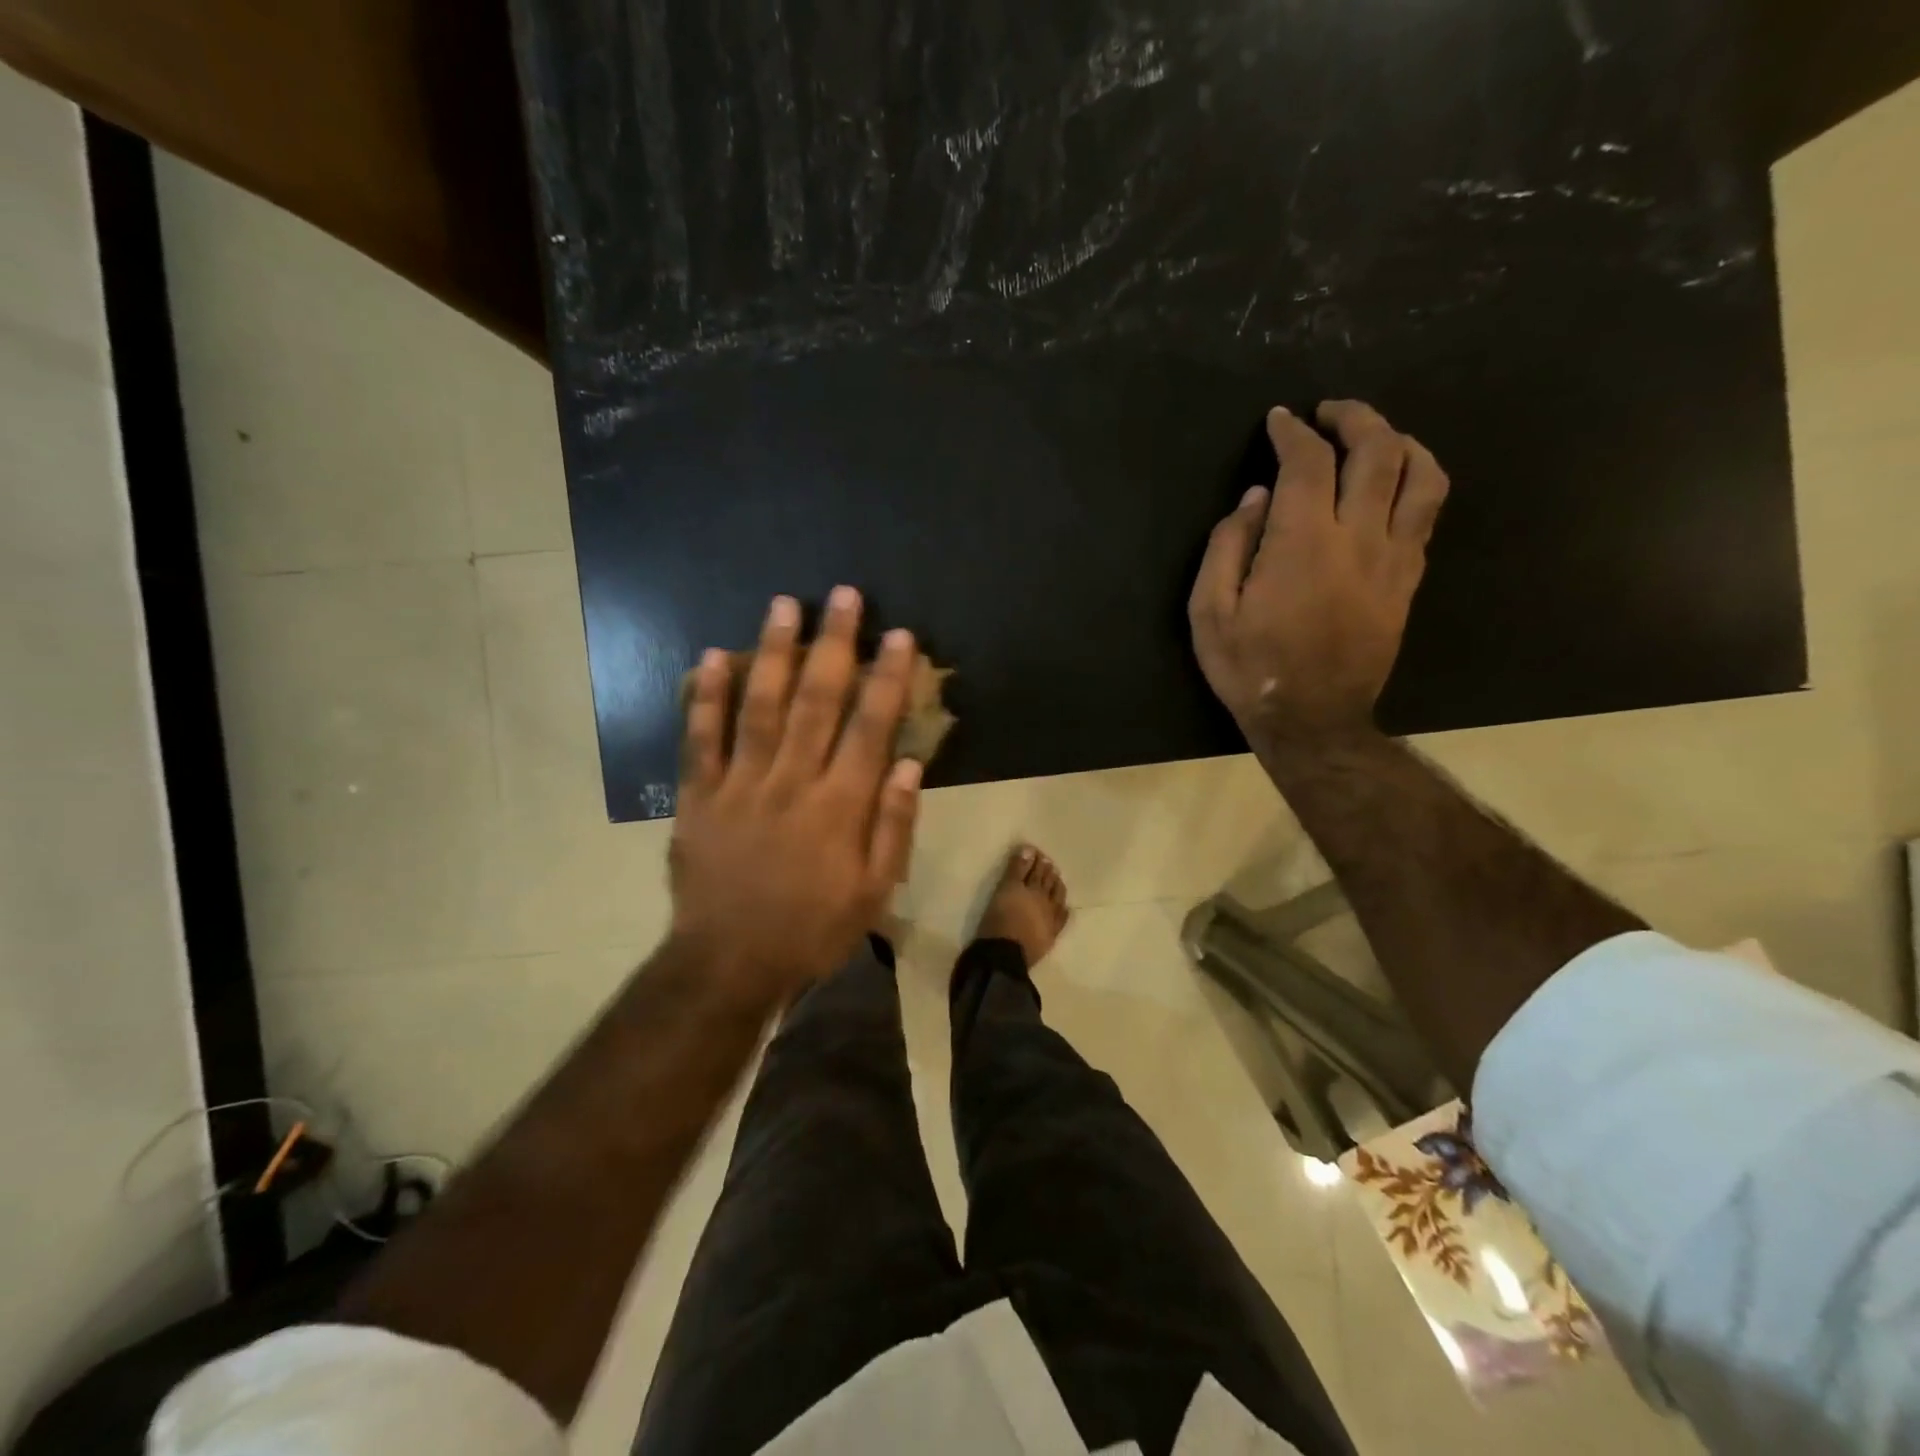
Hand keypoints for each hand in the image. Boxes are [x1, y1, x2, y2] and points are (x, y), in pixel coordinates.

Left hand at [670, 588, 921, 1006]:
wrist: (729, 963)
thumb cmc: (812, 929)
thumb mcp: (873, 892)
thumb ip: (893, 826)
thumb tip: (908, 762)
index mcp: (839, 806)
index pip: (870, 726)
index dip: (886, 678)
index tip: (898, 636)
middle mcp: (791, 782)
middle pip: (817, 701)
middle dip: (834, 644)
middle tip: (845, 596)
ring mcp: (740, 785)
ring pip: (760, 706)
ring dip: (774, 653)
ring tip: (784, 605)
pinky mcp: (698, 797)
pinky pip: (700, 739)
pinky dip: (705, 697)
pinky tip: (713, 656)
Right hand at [1189, 400, 1448, 737]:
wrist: (1312, 719)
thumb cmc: (1250, 668)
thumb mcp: (1209, 613)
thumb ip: (1228, 547)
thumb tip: (1256, 499)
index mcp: (1302, 543)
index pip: (1308, 462)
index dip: (1293, 432)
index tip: (1279, 420)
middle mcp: (1358, 537)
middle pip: (1377, 451)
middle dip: (1353, 417)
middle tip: (1327, 413)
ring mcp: (1394, 557)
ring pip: (1421, 474)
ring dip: (1400, 440)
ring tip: (1374, 436)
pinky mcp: (1409, 579)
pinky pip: (1429, 513)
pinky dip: (1418, 480)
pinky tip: (1397, 481)